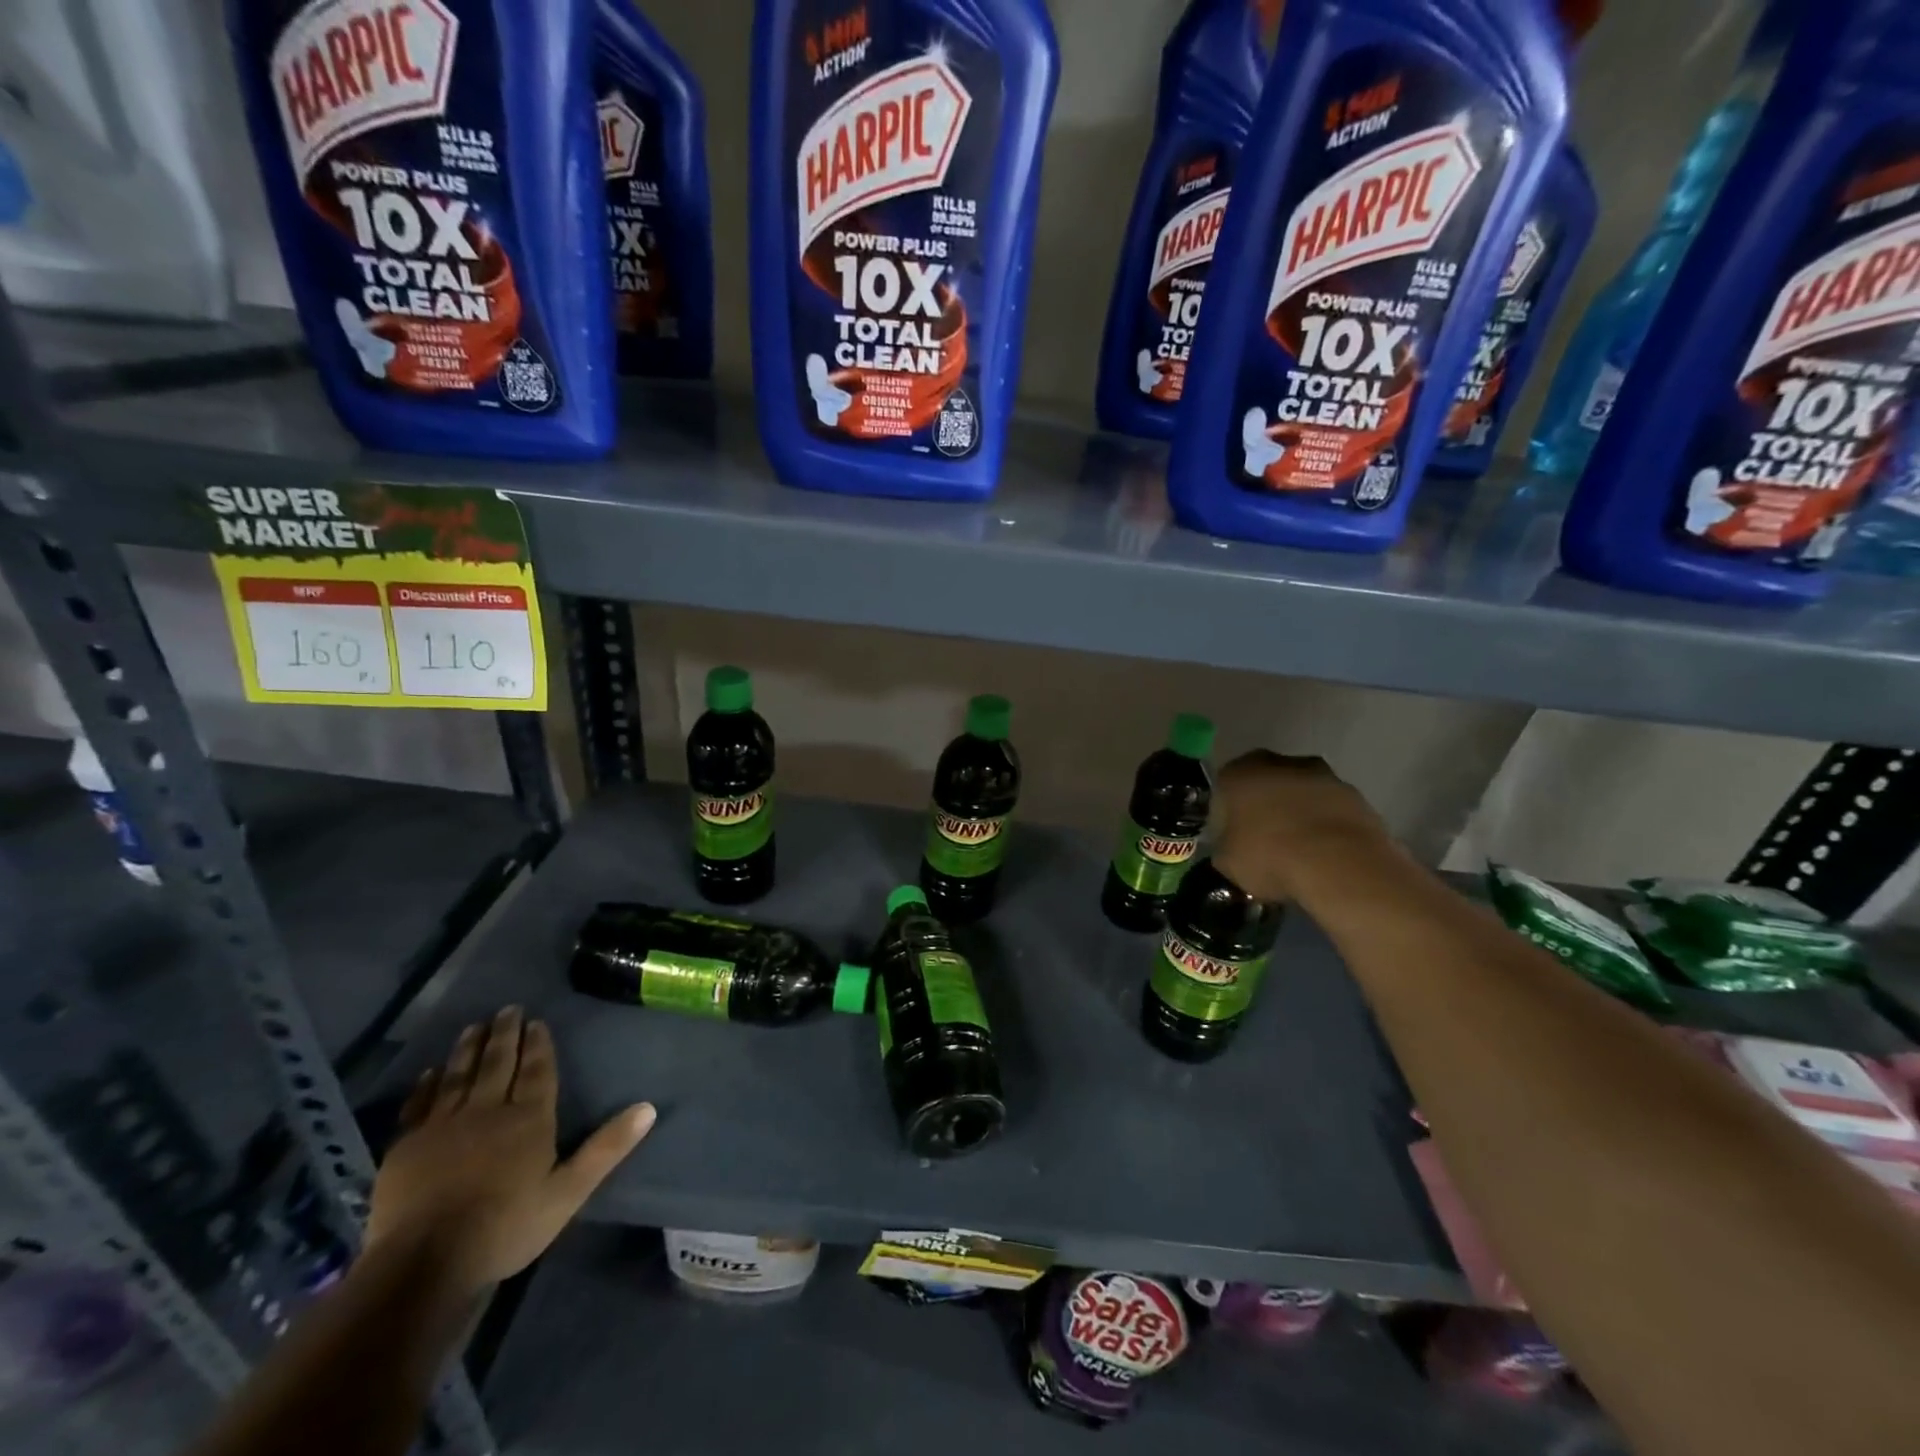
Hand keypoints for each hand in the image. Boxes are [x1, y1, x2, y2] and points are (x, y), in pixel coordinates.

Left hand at [366, 1007, 654, 1296]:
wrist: (424, 1265)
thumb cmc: (506, 1227)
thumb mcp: (569, 1192)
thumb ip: (607, 1148)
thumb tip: (648, 1107)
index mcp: (528, 1119)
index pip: (537, 1071)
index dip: (539, 1045)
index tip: (536, 1021)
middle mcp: (487, 1111)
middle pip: (498, 1064)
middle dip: (505, 1035)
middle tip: (507, 1009)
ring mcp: (443, 1126)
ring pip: (459, 1075)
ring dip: (468, 1049)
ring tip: (474, 1027)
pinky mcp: (407, 1147)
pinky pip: (419, 1105)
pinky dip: (426, 1085)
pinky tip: (430, 1072)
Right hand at [1212, 751, 1389, 903]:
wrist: (1339, 865)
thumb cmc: (1269, 855)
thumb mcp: (1227, 862)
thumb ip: (1225, 848)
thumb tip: (1231, 849)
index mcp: (1239, 773)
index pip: (1224, 788)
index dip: (1226, 814)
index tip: (1232, 838)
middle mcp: (1280, 763)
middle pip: (1266, 784)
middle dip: (1265, 807)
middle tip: (1264, 842)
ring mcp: (1323, 776)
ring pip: (1302, 794)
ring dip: (1298, 815)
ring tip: (1299, 853)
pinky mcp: (1356, 797)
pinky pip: (1331, 811)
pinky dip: (1326, 828)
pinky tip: (1325, 856)